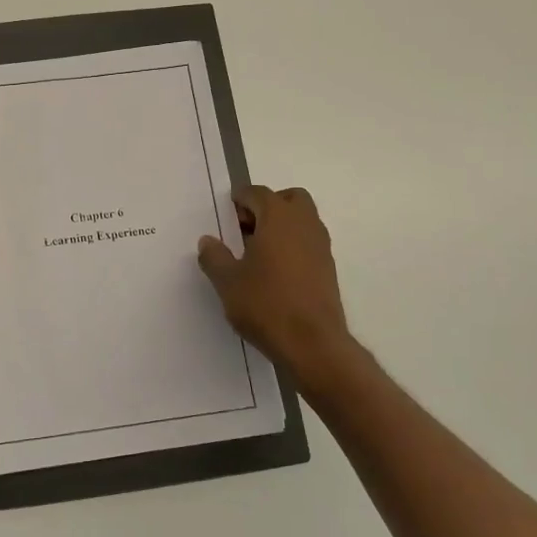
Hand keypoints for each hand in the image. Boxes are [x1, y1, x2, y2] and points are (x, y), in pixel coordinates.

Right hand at [198, 185, 354, 383]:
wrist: (312, 343)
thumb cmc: (265, 304)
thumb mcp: (227, 281)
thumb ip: (214, 257)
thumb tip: (208, 241)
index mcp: (278, 217)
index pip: (258, 193)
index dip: (240, 200)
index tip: (226, 215)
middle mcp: (305, 224)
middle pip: (289, 199)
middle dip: (267, 206)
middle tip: (245, 228)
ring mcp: (321, 246)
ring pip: (302, 220)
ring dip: (281, 226)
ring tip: (257, 253)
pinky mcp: (328, 268)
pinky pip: (308, 242)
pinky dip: (292, 245)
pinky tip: (274, 272)